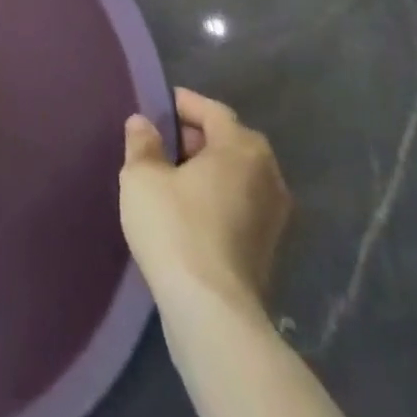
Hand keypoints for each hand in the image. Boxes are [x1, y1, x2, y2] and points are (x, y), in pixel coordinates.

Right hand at [120, 88, 291, 318]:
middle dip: (196, 137)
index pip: (213, 111)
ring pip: (237, 176)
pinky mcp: (269, 249)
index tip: (156, 106)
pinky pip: (240, 204)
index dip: (183, 104)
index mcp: (242, 149)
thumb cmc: (176, 227)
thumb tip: (143, 123)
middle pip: (230, 141)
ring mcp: (275, 216)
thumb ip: (142, 142)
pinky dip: (216, 197)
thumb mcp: (142, 176)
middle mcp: (268, 176)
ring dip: (208, 170)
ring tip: (170, 175)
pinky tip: (187, 209)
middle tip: (161, 141)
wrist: (212, 313)